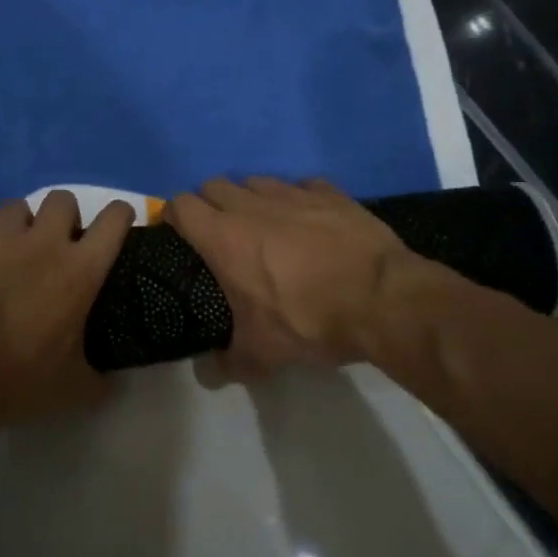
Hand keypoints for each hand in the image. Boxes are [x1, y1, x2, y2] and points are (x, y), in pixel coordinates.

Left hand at [0, 192, 134, 470]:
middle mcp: (40, 242)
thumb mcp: (72, 389)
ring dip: (16, 224)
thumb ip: (99, 380)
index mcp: (78, 271)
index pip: (113, 221)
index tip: (118, 223)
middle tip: (55, 243)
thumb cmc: (18, 381)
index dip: (120, 215)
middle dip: (63, 216)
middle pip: (62, 199)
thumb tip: (112, 386)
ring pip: (13, 206)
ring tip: (8, 248)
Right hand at [166, 177, 464, 398]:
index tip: (179, 235)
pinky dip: (297, 198)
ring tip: (264, 225)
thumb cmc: (310, 321)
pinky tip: (309, 221)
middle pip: (213, 185)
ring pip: (255, 181)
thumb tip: (209, 375)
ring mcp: (292, 193)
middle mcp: (251, 206)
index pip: (180, 205)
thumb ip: (229, 362)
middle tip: (221, 234)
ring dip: (251, 198)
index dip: (175, 216)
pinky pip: (301, 185)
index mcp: (224, 238)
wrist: (383, 299)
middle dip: (210, 204)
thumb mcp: (264, 353)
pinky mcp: (330, 192)